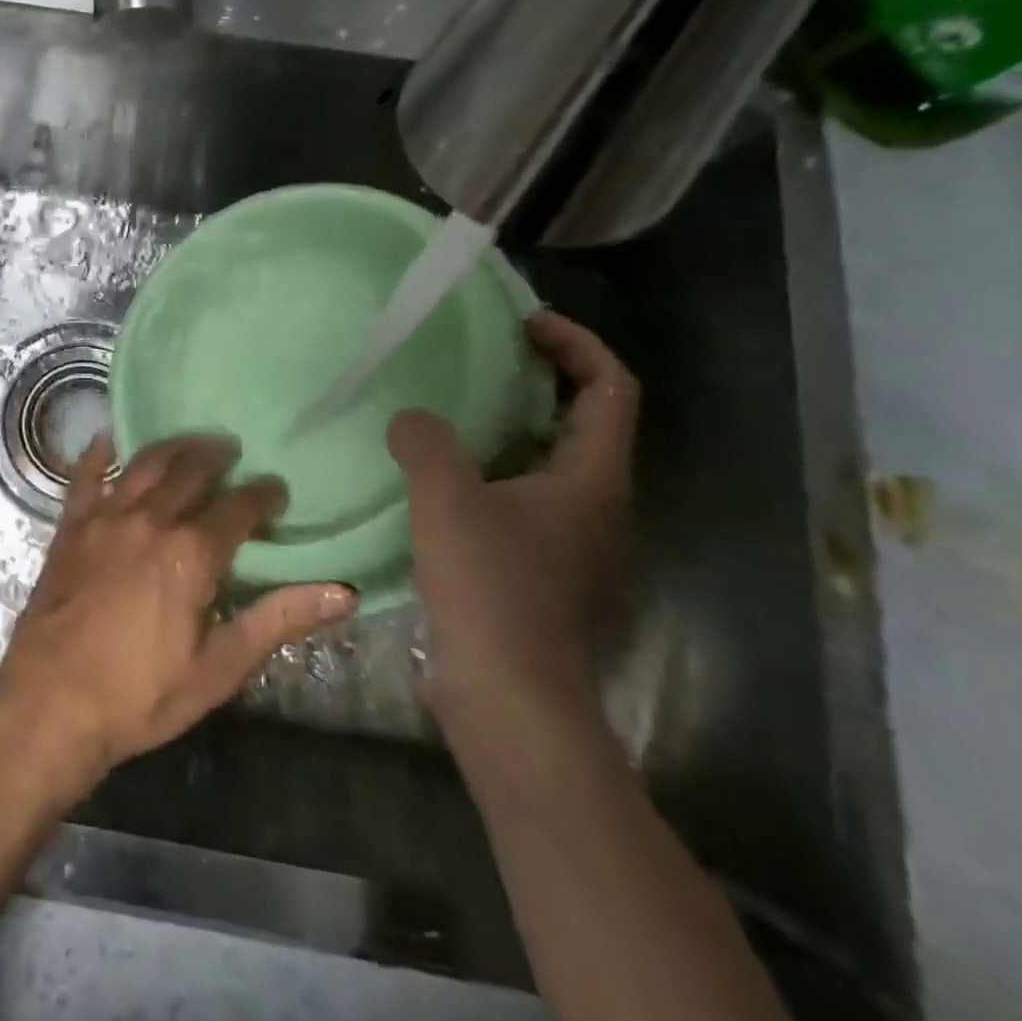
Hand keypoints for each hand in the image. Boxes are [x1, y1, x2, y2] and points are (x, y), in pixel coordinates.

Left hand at [0, 434, 356, 791]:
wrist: (49, 704)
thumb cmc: (140, 695)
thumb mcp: (219, 668)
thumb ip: (277, 621)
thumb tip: (343, 592)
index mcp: (192, 554)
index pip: (239, 508)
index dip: (263, 495)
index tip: (275, 491)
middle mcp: (151, 520)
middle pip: (191, 471)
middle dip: (217, 457)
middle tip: (232, 452)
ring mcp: (106, 518)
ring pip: (145, 464)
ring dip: (171, 447)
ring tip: (189, 442)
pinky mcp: (71, 526)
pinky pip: (85, 476)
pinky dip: (98, 453)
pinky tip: (107, 439)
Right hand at [388, 310, 637, 734]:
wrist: (508, 697)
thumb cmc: (492, 589)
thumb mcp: (448, 500)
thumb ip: (427, 443)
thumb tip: (412, 418)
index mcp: (591, 478)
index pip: (610, 389)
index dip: (577, 345)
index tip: (525, 323)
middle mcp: (592, 504)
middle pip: (584, 420)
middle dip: (542, 378)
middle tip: (483, 356)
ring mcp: (566, 539)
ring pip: (548, 460)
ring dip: (511, 425)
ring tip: (452, 407)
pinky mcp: (536, 567)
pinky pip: (519, 495)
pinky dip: (490, 468)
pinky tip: (439, 474)